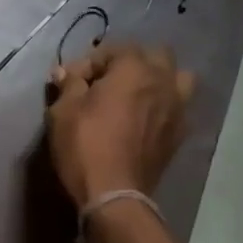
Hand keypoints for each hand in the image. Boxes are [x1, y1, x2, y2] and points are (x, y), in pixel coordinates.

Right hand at [44, 43, 195, 208]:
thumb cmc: (84, 146)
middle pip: (154, 55)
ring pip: (177, 78)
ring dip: (158, 80)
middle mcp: (163, 81)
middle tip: (106, 82)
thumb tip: (66, 72)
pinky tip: (144, 119)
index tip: (70, 81)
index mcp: (134, 69)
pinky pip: (177, 107)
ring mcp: (177, 108)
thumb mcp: (63, 111)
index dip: (89, 62)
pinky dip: (163, 105)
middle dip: (130, 62)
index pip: (113, 49)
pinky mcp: (179, 133)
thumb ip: (68, 84)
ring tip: (136, 95)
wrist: (114, 194)